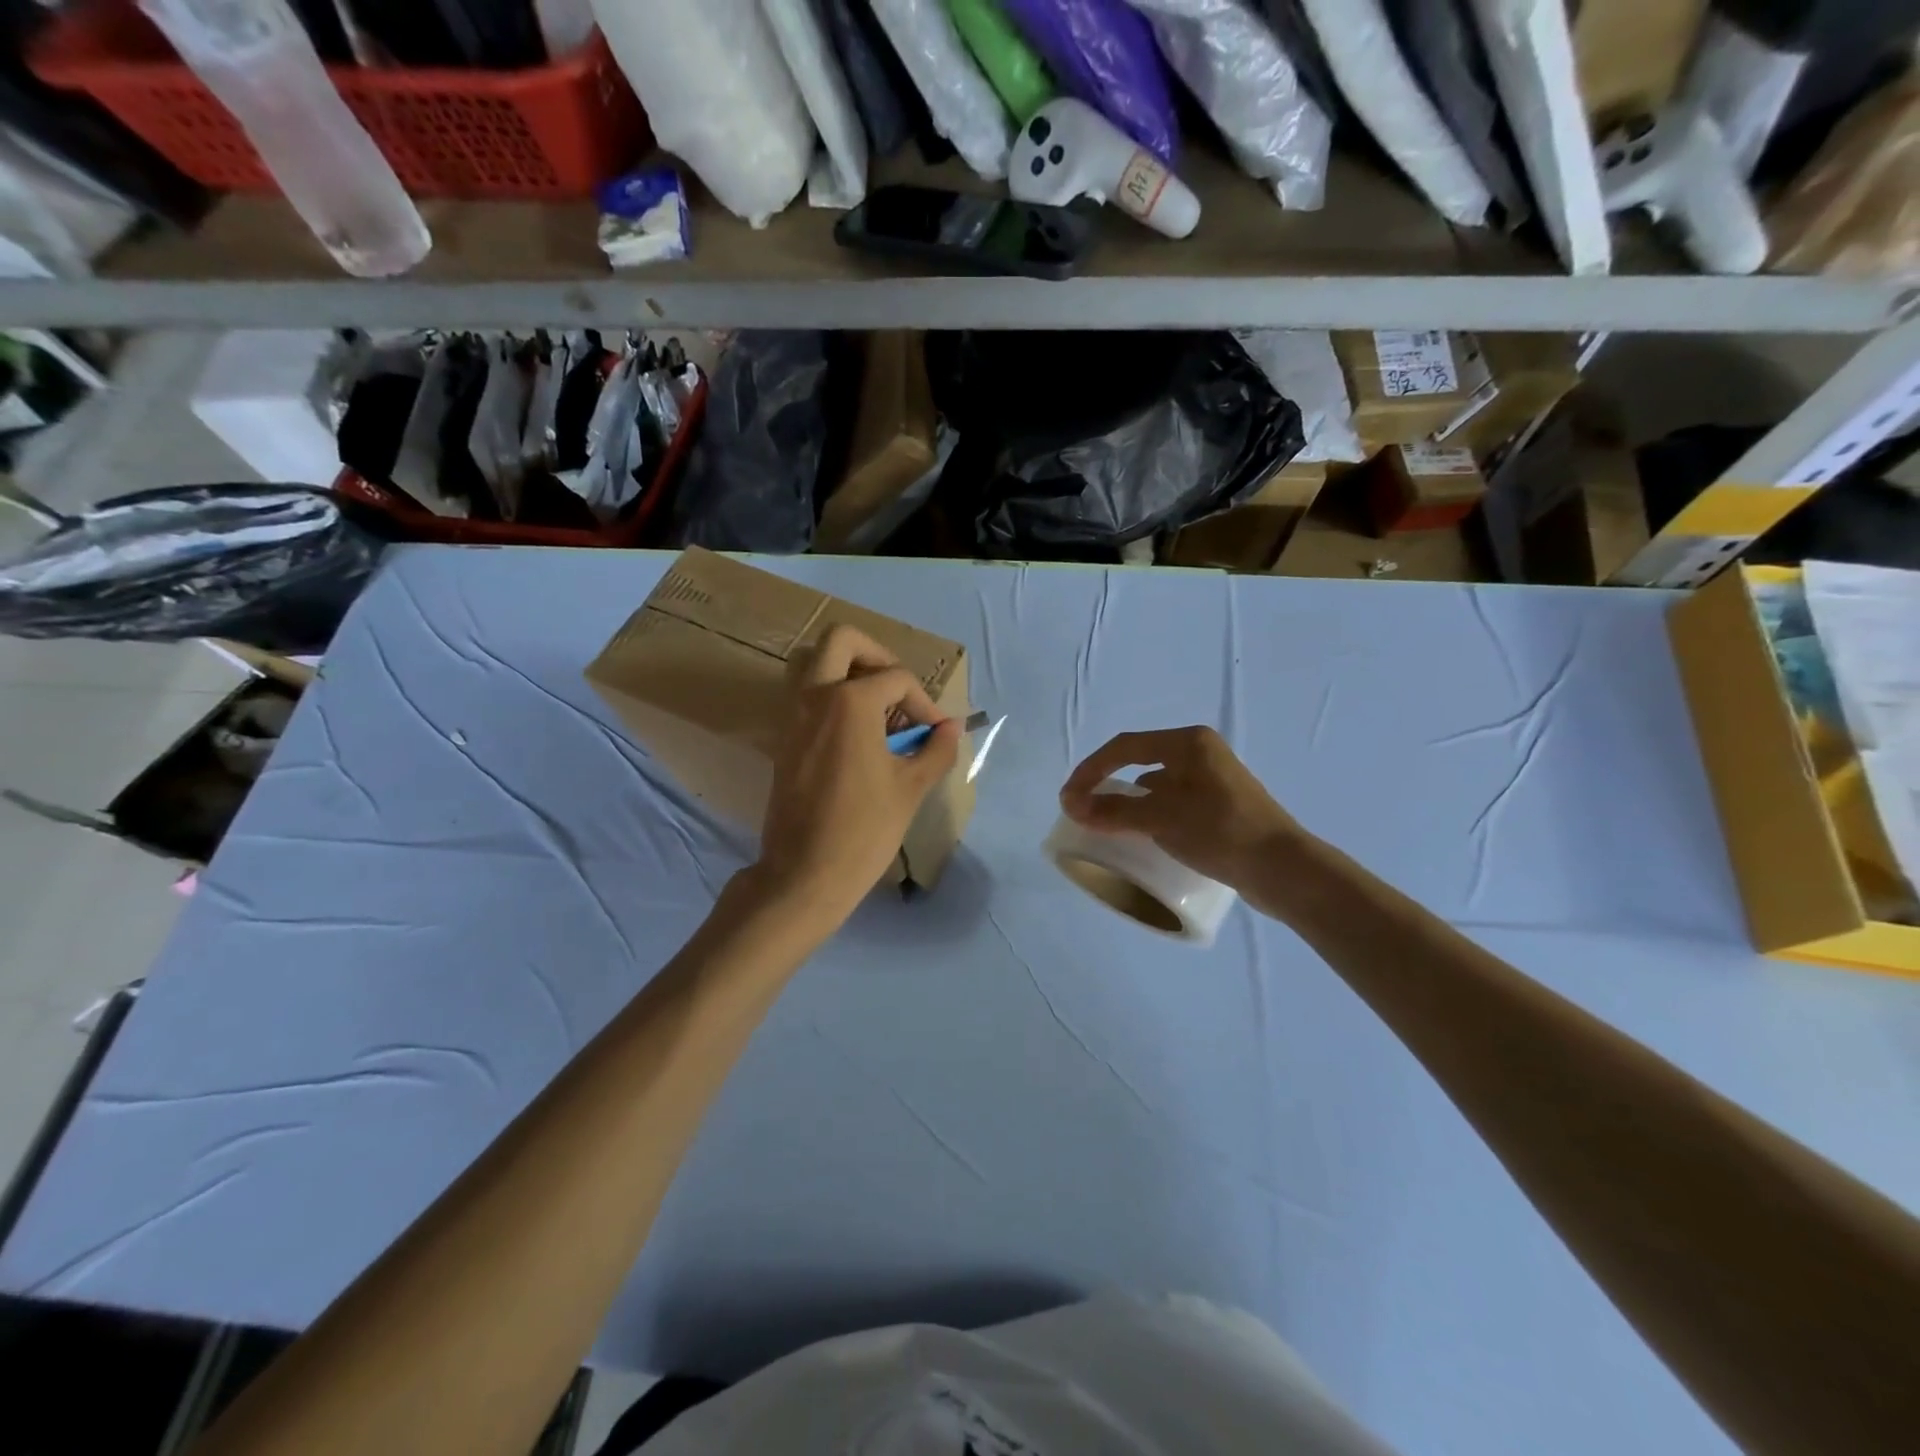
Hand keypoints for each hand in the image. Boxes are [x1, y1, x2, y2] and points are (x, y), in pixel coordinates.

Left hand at [751, 625, 960, 937]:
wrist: (805, 873)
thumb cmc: (864, 829)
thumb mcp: (911, 787)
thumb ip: (936, 749)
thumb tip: (951, 728)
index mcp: (850, 701)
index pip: (896, 678)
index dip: (924, 702)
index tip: (935, 733)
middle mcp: (815, 695)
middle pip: (842, 640)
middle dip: (877, 655)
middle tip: (897, 690)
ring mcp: (792, 714)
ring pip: (813, 662)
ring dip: (847, 670)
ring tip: (877, 708)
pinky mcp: (783, 737)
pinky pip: (805, 694)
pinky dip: (831, 696)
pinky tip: (857, 735)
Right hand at [1059, 727, 1308, 897]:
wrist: (1285, 870)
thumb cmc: (1222, 832)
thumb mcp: (1162, 818)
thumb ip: (1114, 811)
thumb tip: (1070, 804)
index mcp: (1188, 743)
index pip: (1124, 747)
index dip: (1090, 770)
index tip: (1068, 798)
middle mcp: (1200, 753)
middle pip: (1138, 762)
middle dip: (1106, 783)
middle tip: (1082, 809)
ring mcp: (1212, 780)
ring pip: (1156, 785)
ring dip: (1128, 801)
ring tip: (1107, 826)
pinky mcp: (1219, 806)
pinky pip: (1171, 803)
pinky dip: (1150, 814)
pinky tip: (1145, 836)